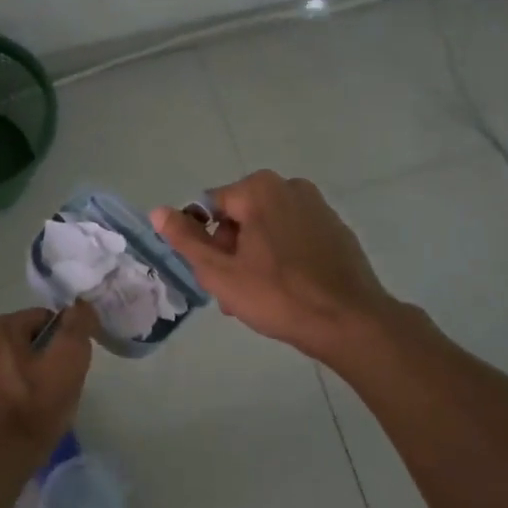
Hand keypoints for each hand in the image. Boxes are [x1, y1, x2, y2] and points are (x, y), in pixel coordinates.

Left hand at [0, 304, 97, 478]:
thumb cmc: (32, 412)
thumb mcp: (68, 363)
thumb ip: (77, 328)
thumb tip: (80, 306)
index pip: (44, 319)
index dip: (64, 342)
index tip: (71, 370)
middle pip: (28, 343)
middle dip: (47, 361)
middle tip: (59, 391)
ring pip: (14, 366)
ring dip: (30, 380)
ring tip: (42, 410)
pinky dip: (13, 397)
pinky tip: (22, 421)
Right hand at [152, 170, 397, 363]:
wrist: (350, 321)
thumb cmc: (278, 296)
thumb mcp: (220, 272)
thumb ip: (186, 239)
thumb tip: (158, 211)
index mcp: (259, 189)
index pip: (210, 208)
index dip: (206, 243)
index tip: (216, 276)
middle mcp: (289, 186)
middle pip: (239, 216)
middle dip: (231, 251)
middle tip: (235, 292)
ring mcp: (318, 206)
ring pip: (267, 228)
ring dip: (254, 257)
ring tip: (259, 296)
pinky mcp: (336, 228)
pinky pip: (294, 236)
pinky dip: (283, 257)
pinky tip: (288, 289)